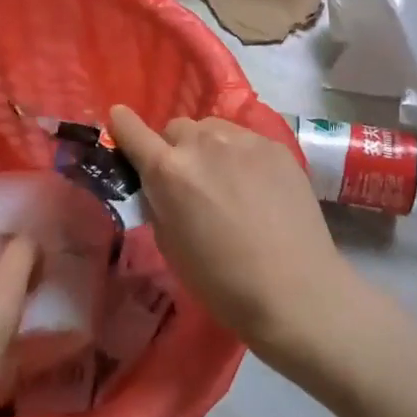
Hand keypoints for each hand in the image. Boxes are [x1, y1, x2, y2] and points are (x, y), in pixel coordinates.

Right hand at [108, 106, 359, 366]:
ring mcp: (243, 140)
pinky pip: (245, 139)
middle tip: (188, 181)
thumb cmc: (222, 282)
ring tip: (225, 181)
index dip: (123, 127)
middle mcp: (203, 143)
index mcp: (168, 170)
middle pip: (175, 128)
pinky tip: (256, 187)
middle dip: (174, 149)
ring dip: (207, 147)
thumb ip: (158, 202)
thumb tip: (158, 184)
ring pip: (211, 129)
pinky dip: (240, 156)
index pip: (131, 129)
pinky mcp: (275, 146)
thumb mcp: (170, 245)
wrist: (295, 290)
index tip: (122, 127)